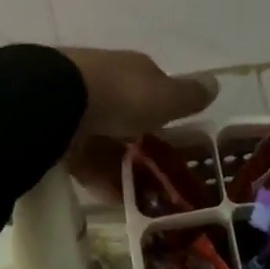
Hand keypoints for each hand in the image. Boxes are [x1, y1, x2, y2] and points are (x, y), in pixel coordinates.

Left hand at [58, 48, 216, 198]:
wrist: (55, 99)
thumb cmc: (120, 95)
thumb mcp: (164, 97)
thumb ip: (188, 95)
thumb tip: (215, 82)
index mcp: (131, 70)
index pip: (153, 89)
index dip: (165, 112)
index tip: (175, 142)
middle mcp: (104, 82)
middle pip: (126, 115)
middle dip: (138, 143)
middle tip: (157, 177)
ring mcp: (75, 105)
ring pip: (103, 138)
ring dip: (119, 165)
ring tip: (137, 198)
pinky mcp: (54, 130)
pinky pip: (81, 157)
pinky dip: (96, 177)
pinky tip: (110, 199)